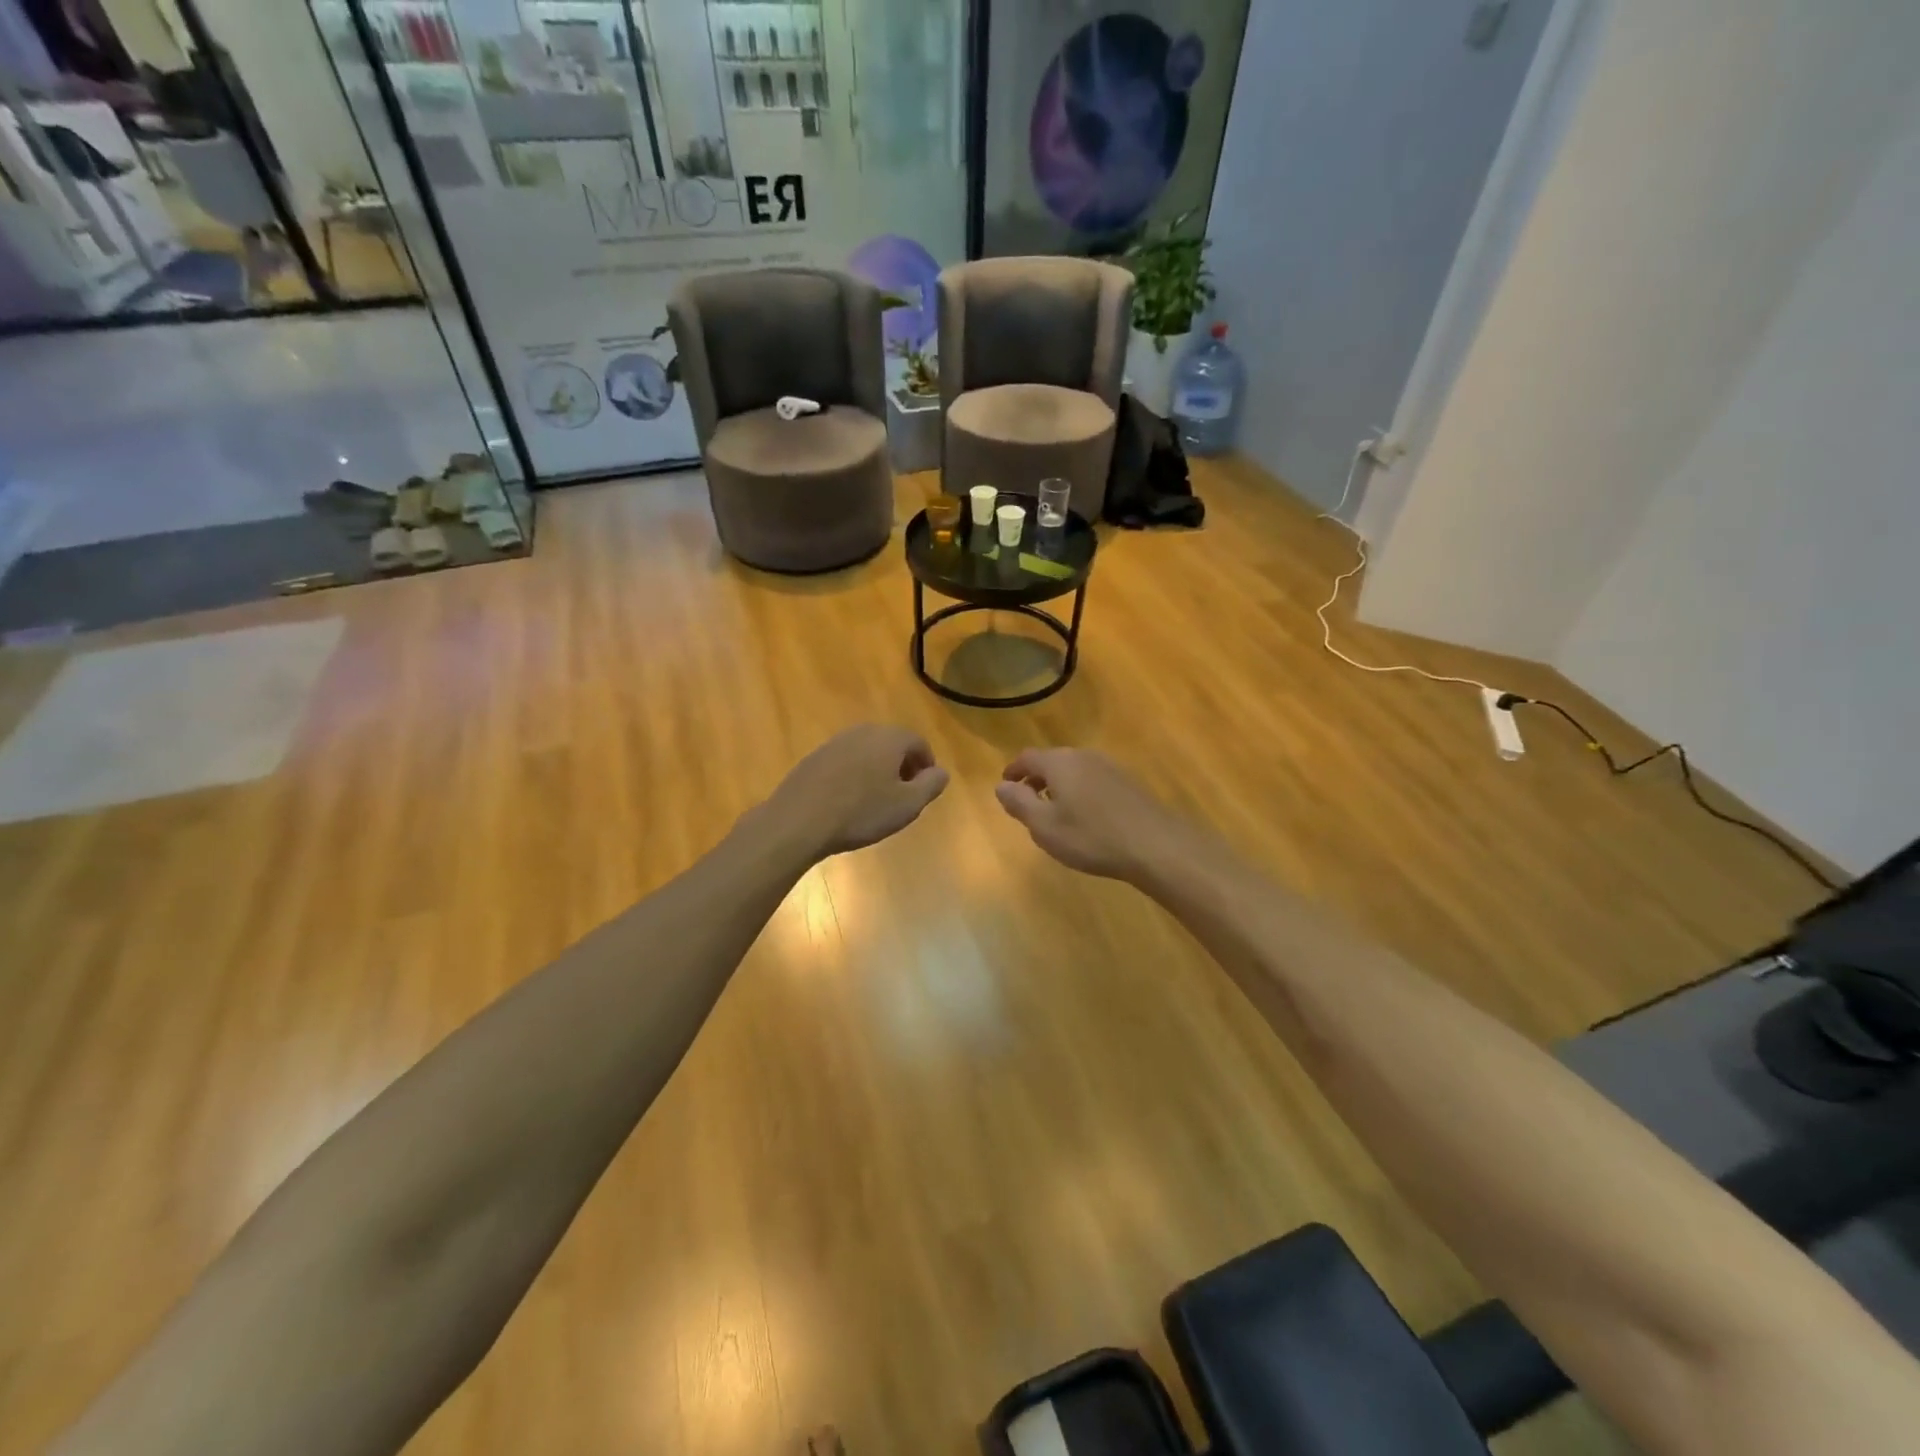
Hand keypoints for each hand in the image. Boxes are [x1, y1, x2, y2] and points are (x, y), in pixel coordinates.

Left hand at [761, 725, 949, 859]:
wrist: (799, 820)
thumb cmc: (861, 812)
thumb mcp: (907, 805)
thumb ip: (931, 785)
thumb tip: (941, 772)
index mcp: (889, 738)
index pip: (918, 743)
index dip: (926, 765)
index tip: (925, 788)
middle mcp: (863, 732)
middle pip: (892, 744)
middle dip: (902, 766)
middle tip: (903, 794)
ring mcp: (835, 742)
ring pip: (867, 752)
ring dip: (877, 770)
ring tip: (876, 799)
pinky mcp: (814, 758)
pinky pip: (845, 762)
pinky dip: (854, 775)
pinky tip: (848, 801)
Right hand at [995, 748, 1194, 881]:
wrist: (1155, 845)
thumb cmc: (1091, 836)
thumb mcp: (1044, 826)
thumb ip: (1019, 803)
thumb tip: (1001, 786)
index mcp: (1059, 763)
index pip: (1027, 757)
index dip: (1013, 771)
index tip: (1006, 786)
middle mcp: (1084, 756)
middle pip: (1052, 761)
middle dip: (1036, 778)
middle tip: (1028, 801)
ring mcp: (1110, 767)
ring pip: (1074, 770)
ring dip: (1060, 785)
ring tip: (1055, 811)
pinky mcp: (1128, 782)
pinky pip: (1093, 780)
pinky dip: (1080, 791)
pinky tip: (1086, 816)